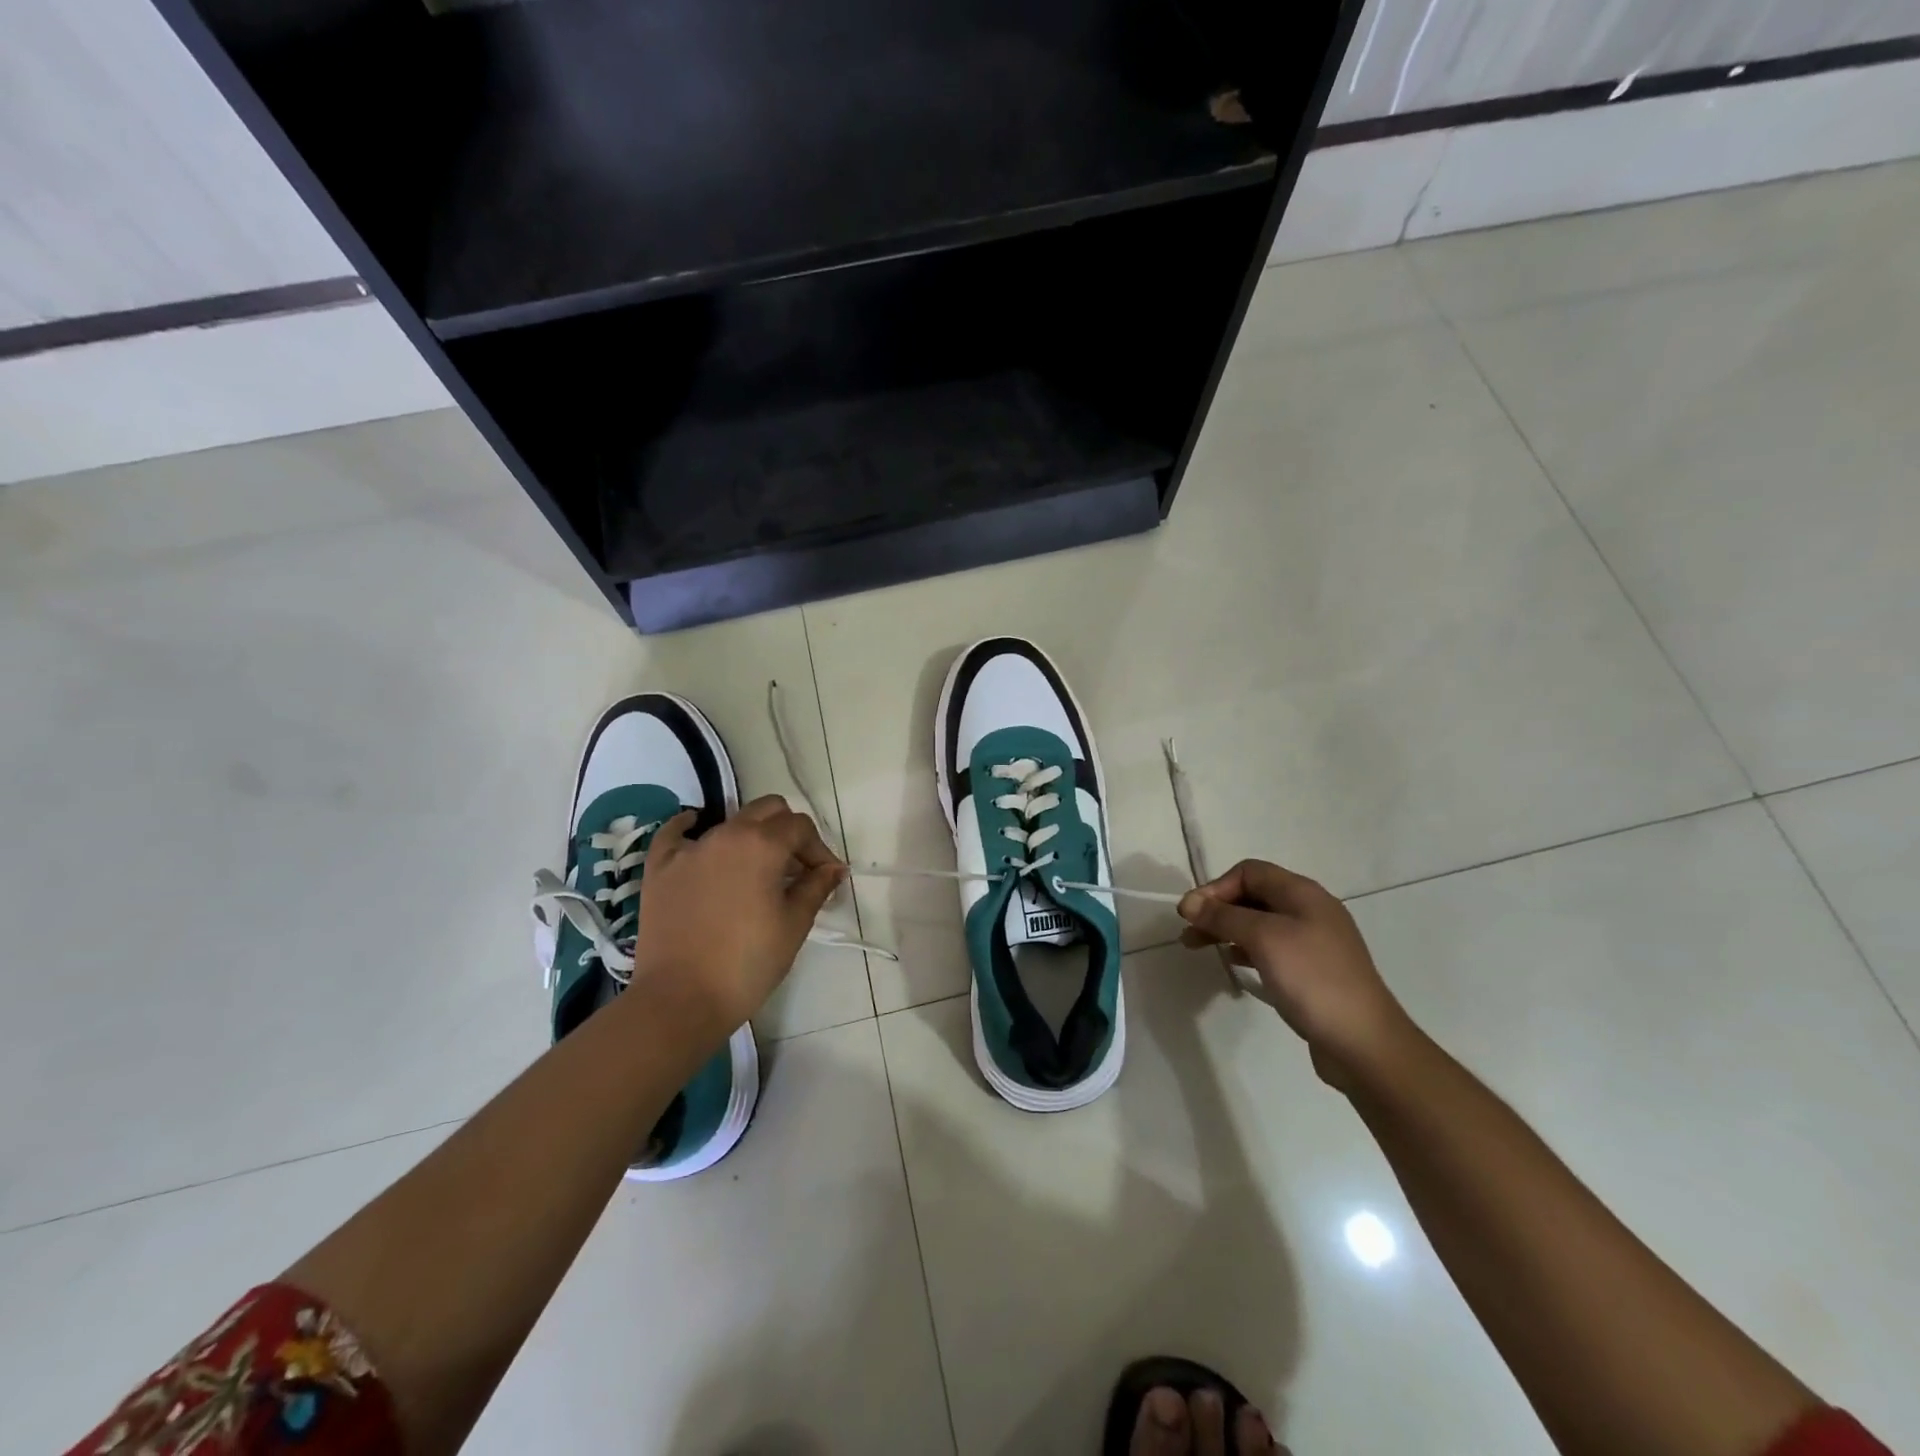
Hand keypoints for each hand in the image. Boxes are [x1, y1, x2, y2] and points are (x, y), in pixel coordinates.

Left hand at [630, 795, 845, 1036]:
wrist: (681, 1000)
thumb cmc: (747, 963)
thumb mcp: (794, 925)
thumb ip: (816, 887)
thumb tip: (833, 869)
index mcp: (762, 845)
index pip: (801, 827)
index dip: (819, 849)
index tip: (826, 877)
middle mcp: (726, 834)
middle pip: (767, 810)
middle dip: (788, 831)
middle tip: (796, 867)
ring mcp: (689, 848)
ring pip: (729, 822)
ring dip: (751, 837)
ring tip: (756, 871)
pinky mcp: (660, 867)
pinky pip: (675, 832)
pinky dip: (690, 828)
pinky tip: (697, 831)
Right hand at [1178, 860, 1411, 1088]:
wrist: (1363, 1042)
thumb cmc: (1312, 979)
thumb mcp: (1263, 939)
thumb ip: (1223, 916)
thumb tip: (1189, 902)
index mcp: (1303, 894)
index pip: (1249, 871)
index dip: (1216, 887)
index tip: (1191, 913)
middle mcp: (1309, 911)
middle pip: (1253, 896)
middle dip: (1217, 909)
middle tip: (1188, 932)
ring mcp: (1313, 942)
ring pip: (1259, 923)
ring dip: (1226, 929)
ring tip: (1198, 947)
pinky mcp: (1312, 970)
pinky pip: (1270, 948)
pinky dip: (1246, 949)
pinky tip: (1233, 962)